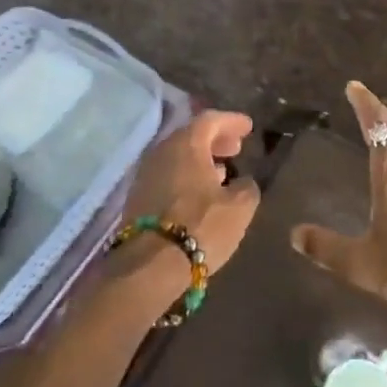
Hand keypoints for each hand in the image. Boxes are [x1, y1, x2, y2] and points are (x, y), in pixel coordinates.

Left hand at [111, 111, 260, 311]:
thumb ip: (247, 187)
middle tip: (235, 148)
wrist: (149, 266)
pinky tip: (200, 193)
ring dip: (200, 160)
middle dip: (215, 140)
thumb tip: (243, 182)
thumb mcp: (239, 208)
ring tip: (221, 171)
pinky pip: (168, 175)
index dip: (232, 121)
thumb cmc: (200, 227)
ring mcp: (146, 174)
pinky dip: (186, 176)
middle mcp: (161, 151)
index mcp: (186, 144)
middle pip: (191, 136)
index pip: (210, 120)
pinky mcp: (137, 198)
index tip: (248, 127)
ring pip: (177, 156)